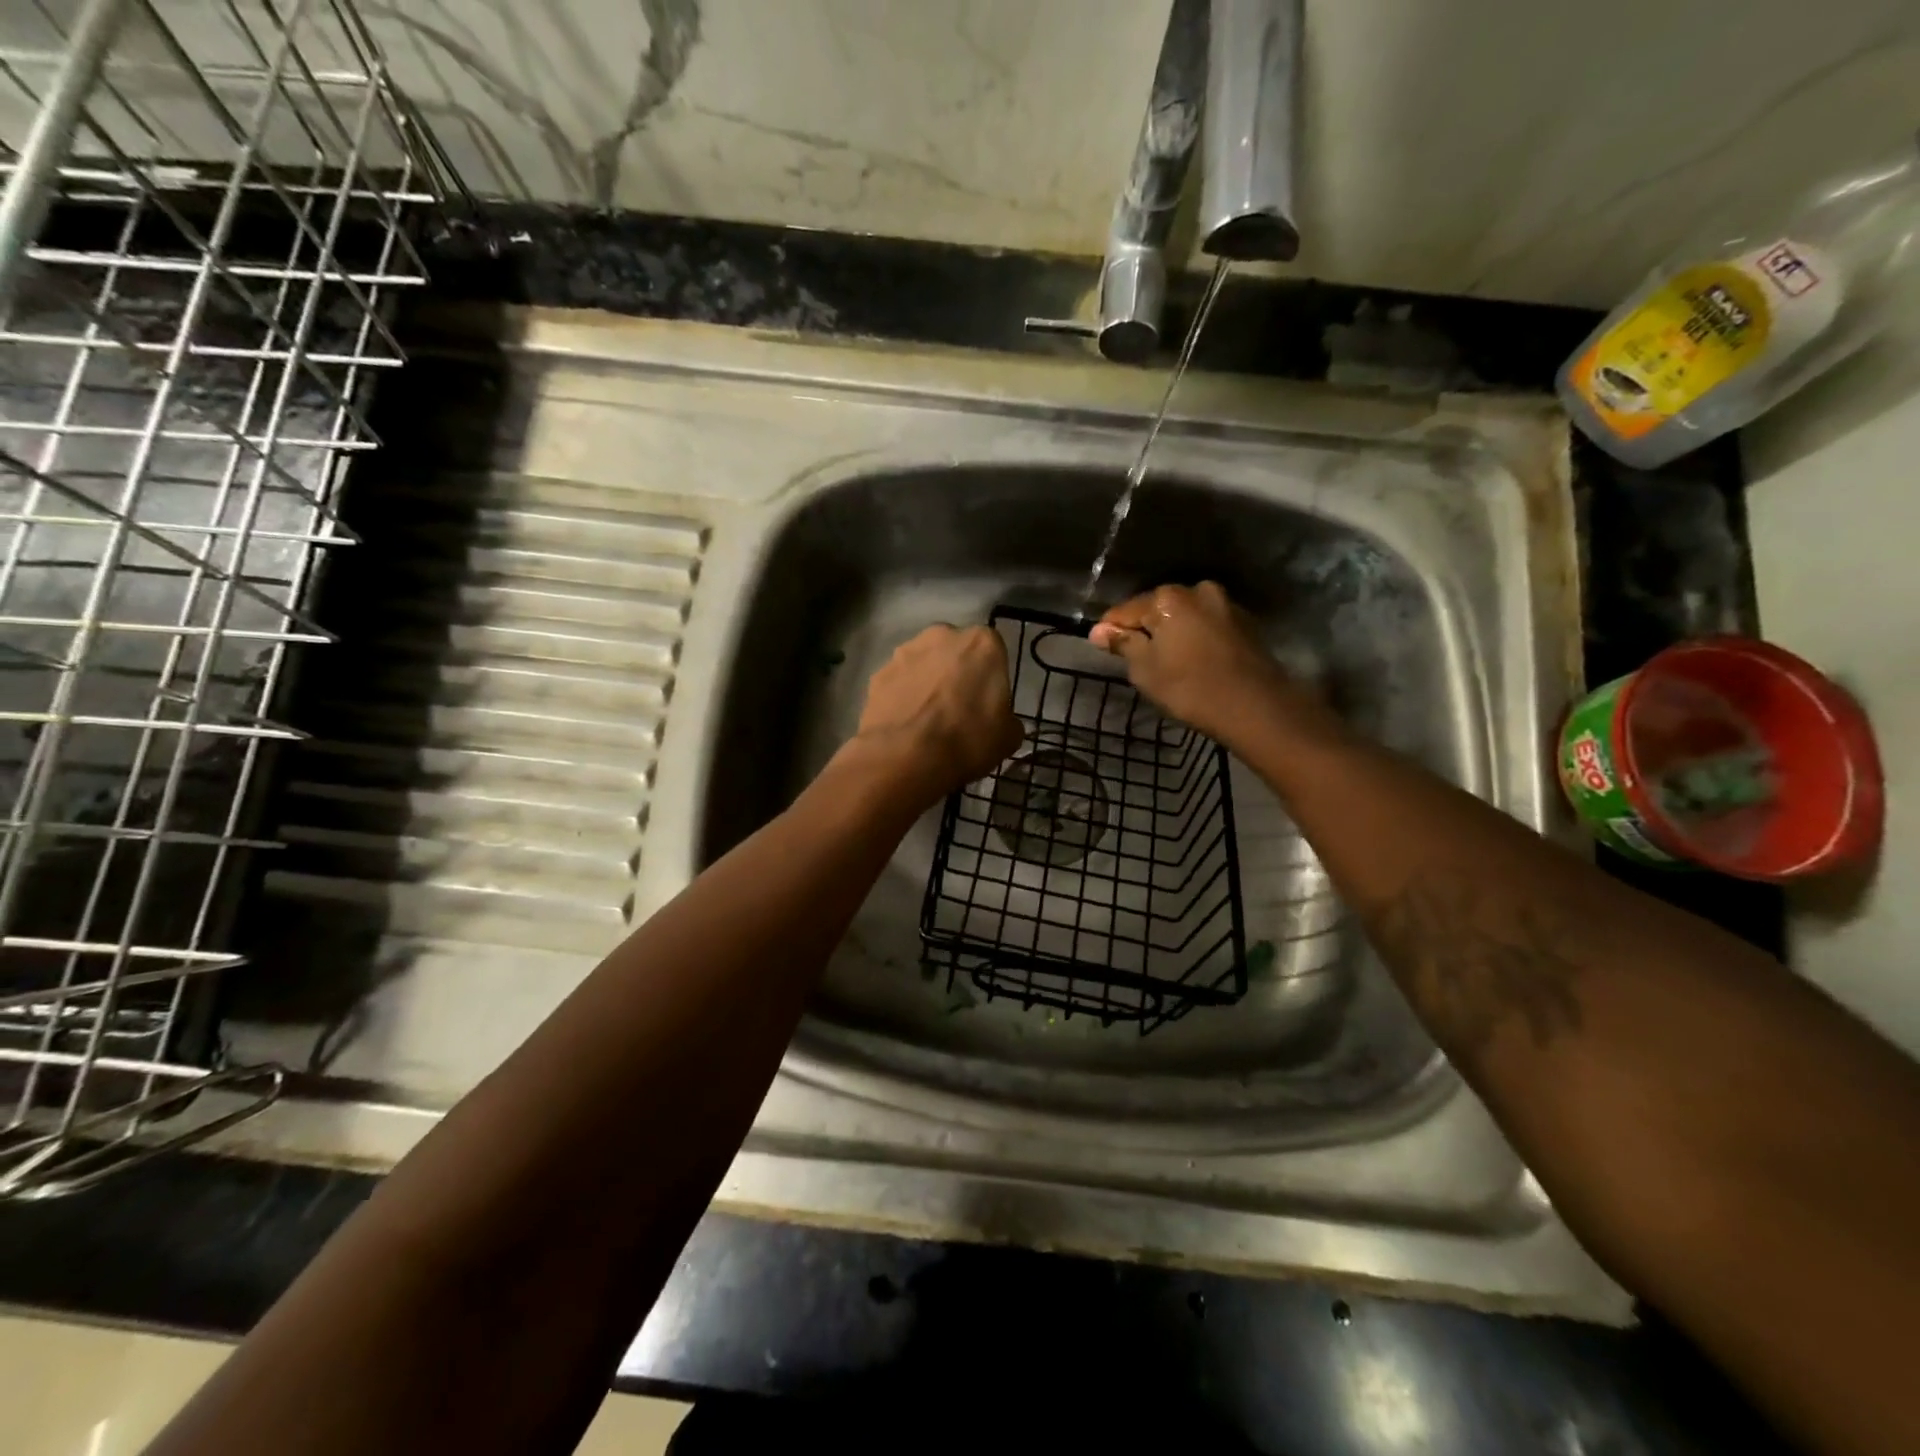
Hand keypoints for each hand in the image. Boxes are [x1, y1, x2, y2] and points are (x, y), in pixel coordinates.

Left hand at [851, 624, 1023, 800]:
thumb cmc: (967, 739)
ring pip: (923, 664)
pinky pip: (898, 683)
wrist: (906, 757)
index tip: (987, 702)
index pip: (993, 652)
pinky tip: (905, 724)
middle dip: (956, 672)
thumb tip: (1002, 722)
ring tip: (926, 718)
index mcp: (982, 643)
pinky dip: (902, 697)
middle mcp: (942, 635)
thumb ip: (1007, 719)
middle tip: (957, 708)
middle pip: (955, 651)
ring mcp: (904, 652)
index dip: (990, 678)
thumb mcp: (1008, 737)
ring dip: (926, 682)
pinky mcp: (878, 674)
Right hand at [1089, 582, 1325, 749]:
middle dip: (1145, 629)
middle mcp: (1196, 590)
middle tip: (1137, 660)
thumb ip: (1122, 644)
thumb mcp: (1145, 669)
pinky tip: (1194, 661)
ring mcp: (1225, 604)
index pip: (1124, 610)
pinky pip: (1206, 625)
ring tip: (1167, 662)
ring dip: (1173, 633)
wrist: (1255, 705)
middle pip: (1157, 609)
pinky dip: (1195, 638)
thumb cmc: (1189, 687)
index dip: (1110, 630)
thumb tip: (1099, 631)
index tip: (1102, 649)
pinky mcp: (1245, 622)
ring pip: (1185, 616)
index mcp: (1167, 598)